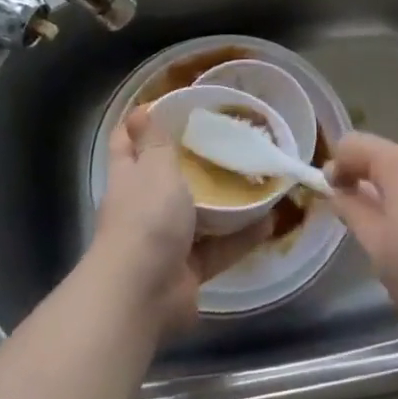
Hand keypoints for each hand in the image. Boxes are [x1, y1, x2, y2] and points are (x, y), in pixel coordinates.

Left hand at [93, 107, 272, 338]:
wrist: (142, 293)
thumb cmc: (146, 218)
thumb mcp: (154, 167)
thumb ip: (154, 141)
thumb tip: (140, 110)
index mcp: (129, 177)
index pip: (127, 141)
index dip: (142, 123)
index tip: (173, 105)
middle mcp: (144, 207)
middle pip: (166, 178)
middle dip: (194, 161)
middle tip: (229, 139)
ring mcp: (166, 241)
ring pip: (198, 214)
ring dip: (225, 201)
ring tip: (256, 177)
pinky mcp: (188, 269)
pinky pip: (220, 248)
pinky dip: (242, 237)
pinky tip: (270, 220)